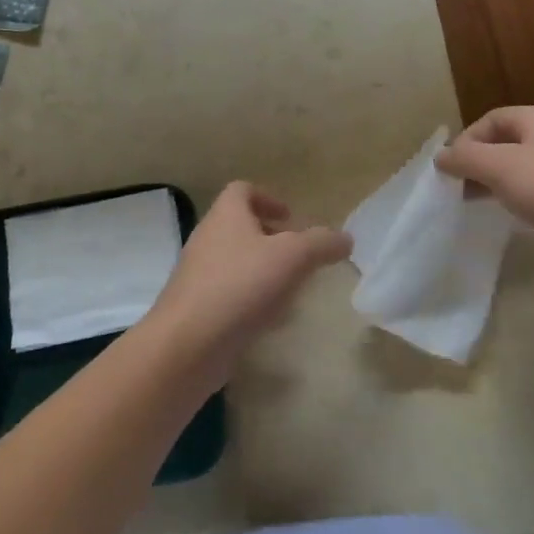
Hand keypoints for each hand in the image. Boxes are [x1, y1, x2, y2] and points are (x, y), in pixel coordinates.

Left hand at [145, 182, 351, 380]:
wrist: (188, 343)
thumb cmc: (240, 286)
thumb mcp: (292, 257)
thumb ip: (321, 243)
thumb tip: (345, 239)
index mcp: (226, 216)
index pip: (242, 190)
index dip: (268, 198)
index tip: (291, 218)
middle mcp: (208, 238)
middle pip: (240, 226)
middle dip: (272, 239)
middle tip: (299, 256)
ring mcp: (198, 274)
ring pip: (236, 262)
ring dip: (263, 271)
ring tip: (291, 290)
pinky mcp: (197, 307)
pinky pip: (228, 293)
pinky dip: (251, 300)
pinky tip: (269, 320)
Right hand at [434, 107, 533, 286]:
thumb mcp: (500, 168)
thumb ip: (466, 159)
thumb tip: (440, 156)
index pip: (491, 119)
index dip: (466, 140)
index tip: (450, 170)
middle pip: (507, 142)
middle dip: (479, 162)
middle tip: (458, 189)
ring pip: (524, 167)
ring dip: (497, 182)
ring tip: (479, 205)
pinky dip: (521, 198)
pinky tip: (514, 216)